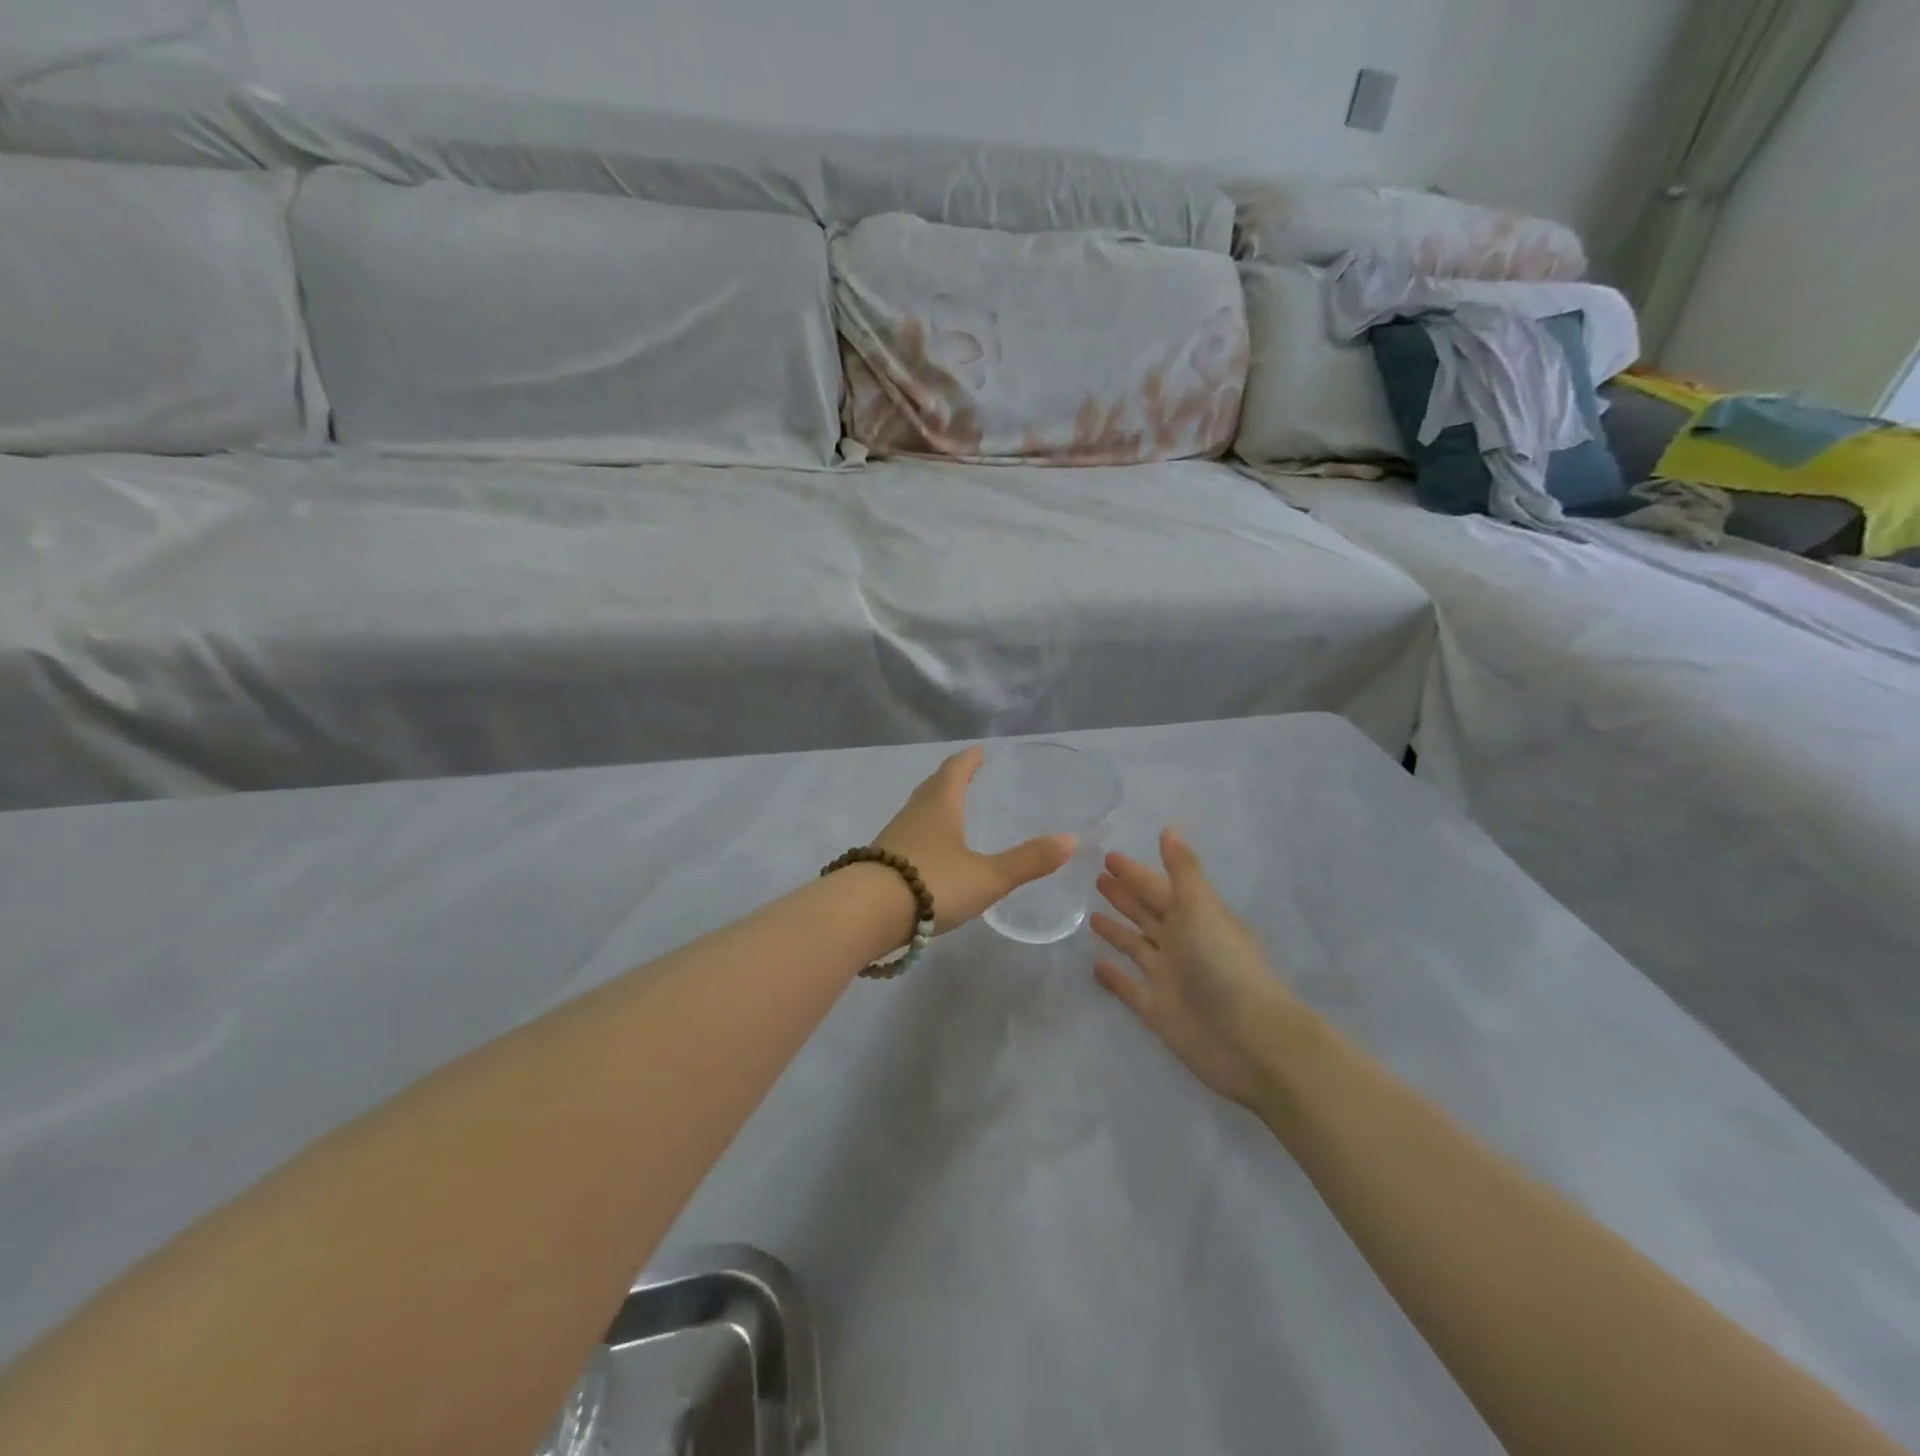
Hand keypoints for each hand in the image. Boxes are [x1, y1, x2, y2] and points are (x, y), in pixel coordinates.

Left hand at [872, 747, 1075, 933]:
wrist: (865, 913)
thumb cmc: (932, 883)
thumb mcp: (988, 876)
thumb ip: (1028, 861)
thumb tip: (1071, 840)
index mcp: (940, 805)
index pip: (955, 770)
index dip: (968, 760)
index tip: (978, 752)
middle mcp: (914, 814)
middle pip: (932, 787)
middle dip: (950, 779)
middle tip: (966, 776)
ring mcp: (893, 838)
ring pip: (916, 812)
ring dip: (933, 807)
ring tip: (950, 813)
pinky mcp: (879, 863)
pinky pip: (906, 838)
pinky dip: (921, 835)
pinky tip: (928, 855)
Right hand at [1091, 828, 1300, 1106]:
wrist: (1250, 1042)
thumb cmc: (1225, 966)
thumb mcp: (1203, 910)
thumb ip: (1184, 871)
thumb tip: (1170, 828)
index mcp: (1195, 917)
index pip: (1158, 888)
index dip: (1135, 873)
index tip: (1107, 856)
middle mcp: (1182, 943)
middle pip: (1147, 913)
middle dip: (1125, 896)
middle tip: (1096, 878)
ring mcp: (1169, 977)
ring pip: (1136, 947)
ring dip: (1117, 931)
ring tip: (1091, 915)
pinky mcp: (1157, 1010)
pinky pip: (1129, 987)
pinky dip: (1114, 976)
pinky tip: (1094, 965)